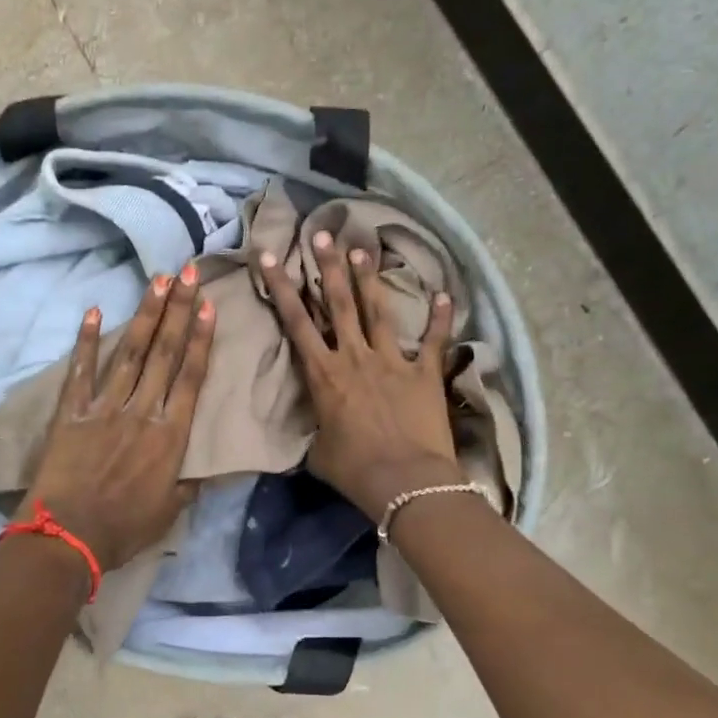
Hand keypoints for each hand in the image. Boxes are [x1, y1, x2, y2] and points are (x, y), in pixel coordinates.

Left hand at [21, 267, 215, 572]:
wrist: (67, 539)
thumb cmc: (124, 530)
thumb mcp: (171, 511)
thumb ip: (190, 483)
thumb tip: (209, 467)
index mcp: (171, 436)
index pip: (191, 376)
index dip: (201, 339)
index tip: (209, 306)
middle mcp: (141, 412)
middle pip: (164, 353)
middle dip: (179, 310)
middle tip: (189, 273)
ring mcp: (104, 408)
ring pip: (130, 353)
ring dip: (146, 315)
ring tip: (158, 281)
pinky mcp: (70, 413)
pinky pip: (80, 371)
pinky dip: (87, 341)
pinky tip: (96, 311)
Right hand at [262, 230, 463, 518]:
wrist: (406, 483)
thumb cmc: (354, 470)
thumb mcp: (318, 453)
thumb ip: (314, 431)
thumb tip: (314, 430)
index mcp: (324, 373)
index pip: (296, 321)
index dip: (282, 286)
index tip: (271, 256)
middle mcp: (355, 356)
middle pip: (339, 302)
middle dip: (329, 265)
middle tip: (322, 233)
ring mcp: (392, 360)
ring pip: (378, 309)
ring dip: (370, 277)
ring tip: (363, 247)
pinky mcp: (425, 373)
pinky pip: (434, 340)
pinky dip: (441, 317)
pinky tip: (445, 293)